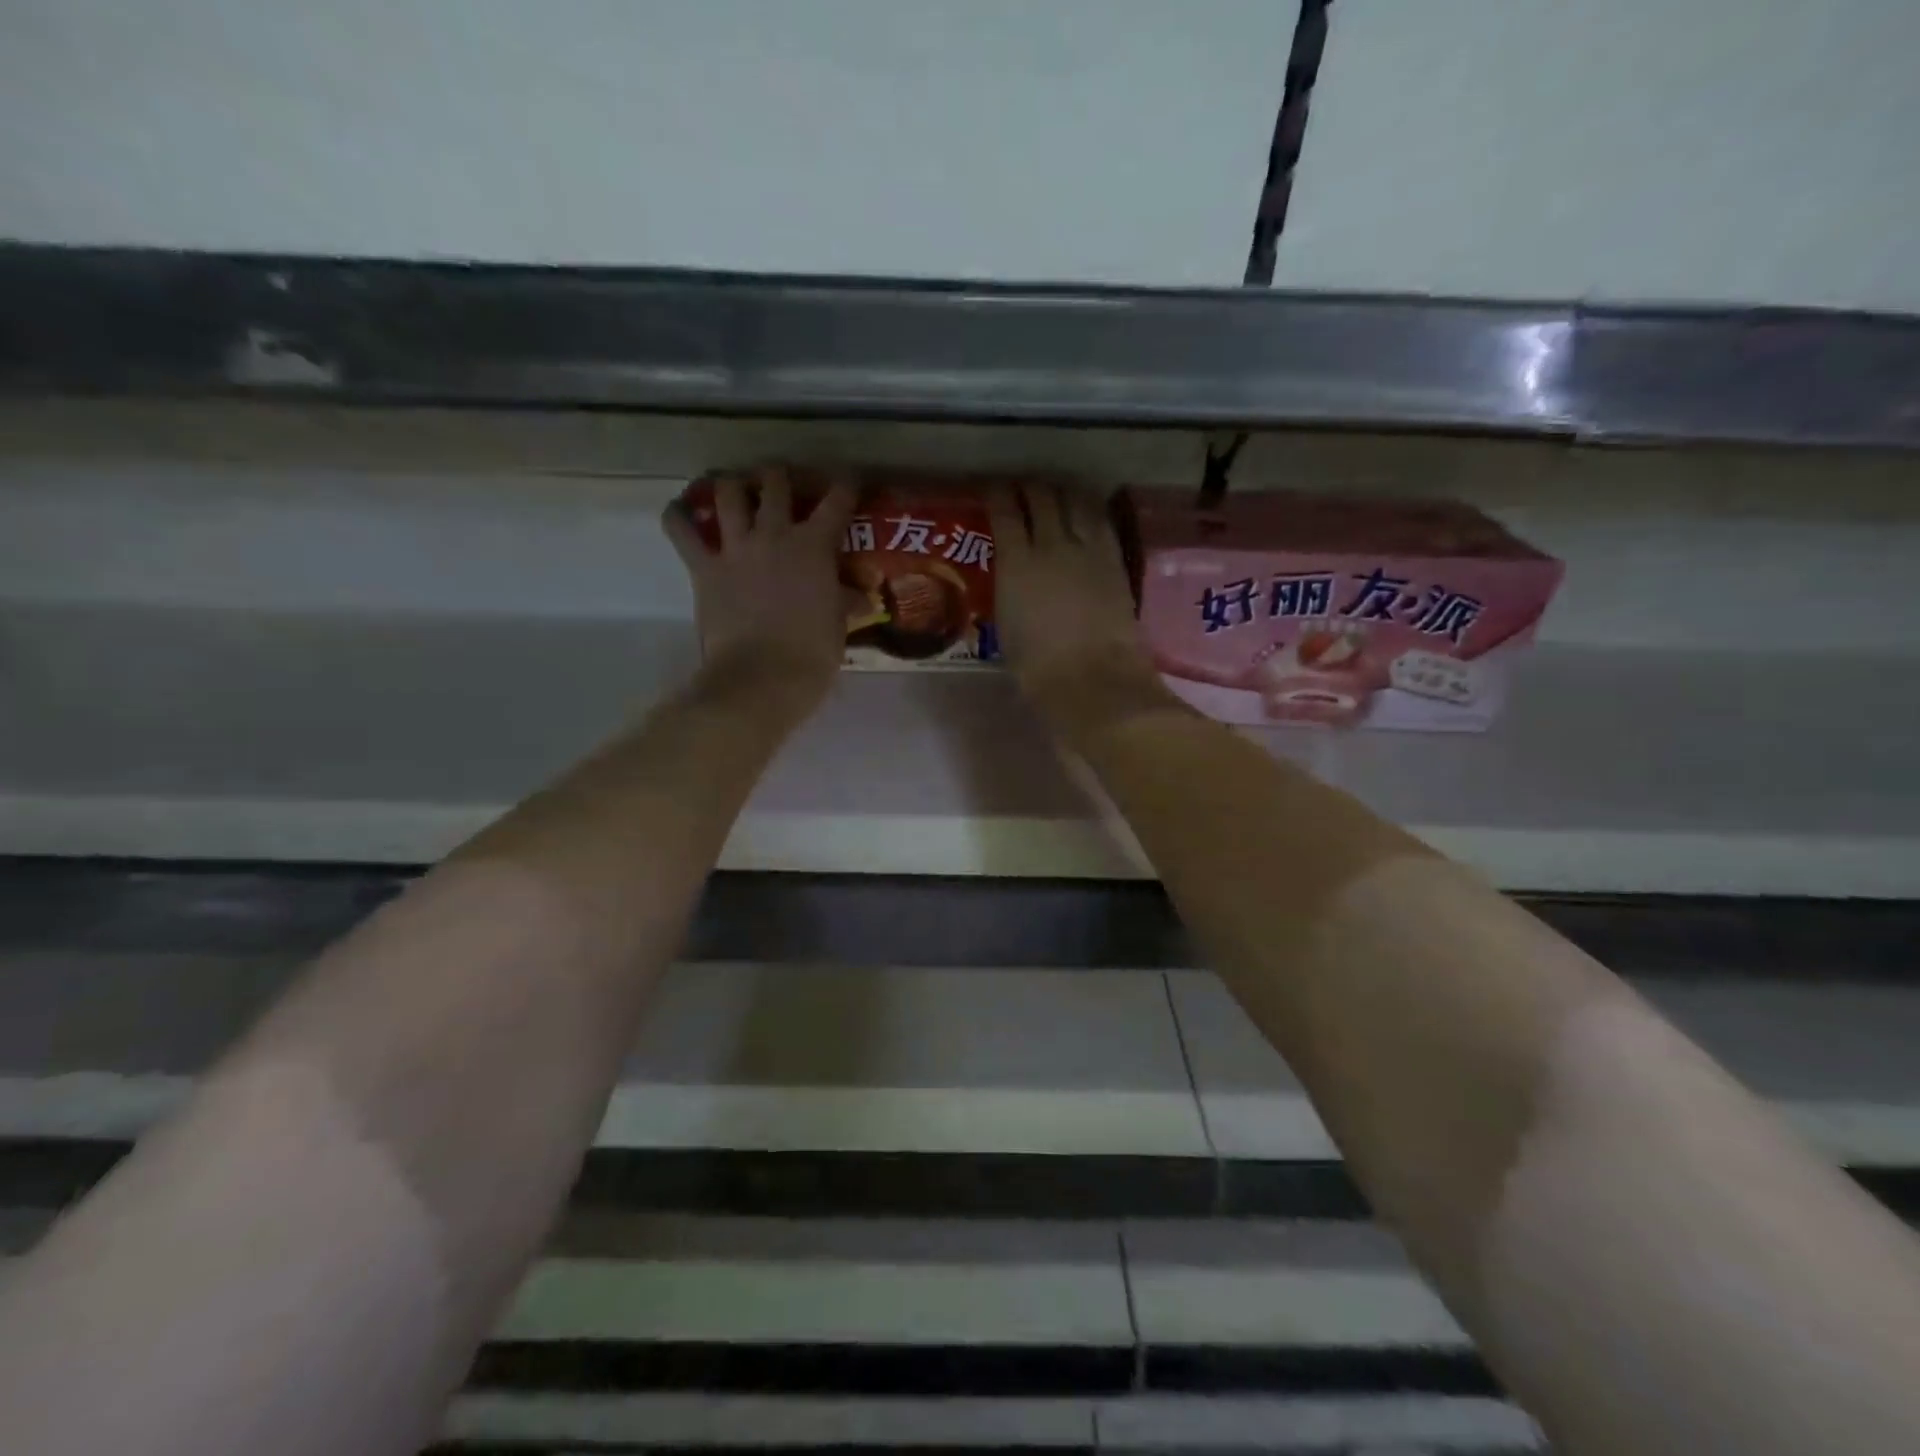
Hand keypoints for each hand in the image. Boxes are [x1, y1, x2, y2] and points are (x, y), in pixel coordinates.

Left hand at [663, 466, 857, 717]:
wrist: (762, 678)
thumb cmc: (811, 655)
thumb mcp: (837, 625)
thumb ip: (844, 601)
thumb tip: (859, 596)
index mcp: (814, 546)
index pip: (837, 501)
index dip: (846, 485)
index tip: (849, 480)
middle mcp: (774, 535)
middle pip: (774, 483)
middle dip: (779, 475)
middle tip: (782, 480)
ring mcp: (735, 548)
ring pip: (728, 494)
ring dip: (732, 485)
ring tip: (734, 487)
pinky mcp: (704, 568)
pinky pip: (681, 531)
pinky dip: (677, 516)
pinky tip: (679, 511)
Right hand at [988, 482, 1175, 742]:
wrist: (1092, 679)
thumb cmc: (1038, 668)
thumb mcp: (1006, 626)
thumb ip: (1009, 590)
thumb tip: (1012, 576)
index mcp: (1016, 563)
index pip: (1005, 511)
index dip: (997, 493)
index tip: (992, 489)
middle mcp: (1051, 544)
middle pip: (1042, 496)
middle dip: (1029, 486)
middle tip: (1023, 487)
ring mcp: (1088, 549)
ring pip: (1075, 499)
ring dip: (1062, 490)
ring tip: (1056, 491)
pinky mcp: (1115, 559)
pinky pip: (1101, 519)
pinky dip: (1088, 507)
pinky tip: (1085, 509)